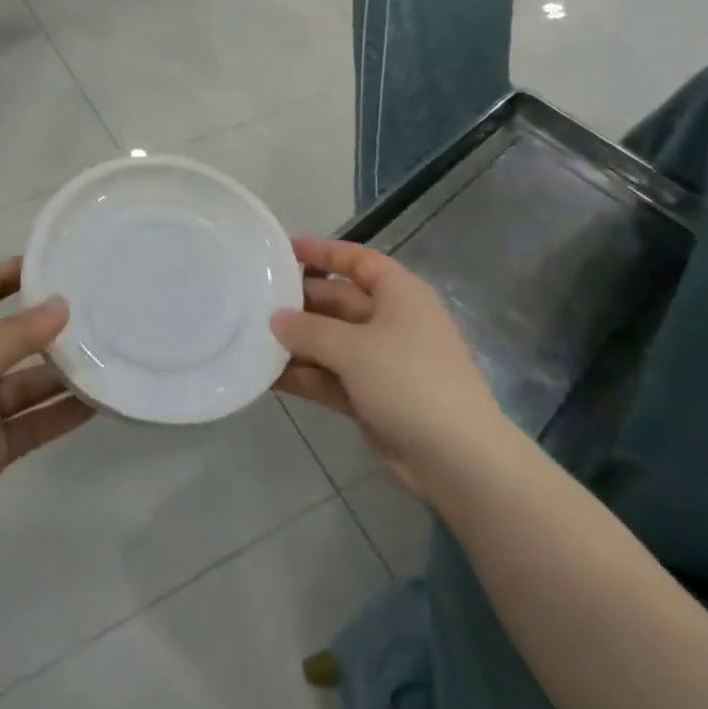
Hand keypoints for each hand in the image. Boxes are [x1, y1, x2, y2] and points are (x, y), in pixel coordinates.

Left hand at [0, 258, 90, 560]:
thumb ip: (18, 334)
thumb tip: (62, 304)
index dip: (13, 273)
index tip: (57, 261)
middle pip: (14, 337)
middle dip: (50, 326)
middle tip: (100, 311)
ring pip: (31, 382)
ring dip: (64, 373)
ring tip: (110, 356)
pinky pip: (37, 421)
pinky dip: (64, 412)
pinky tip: (100, 402)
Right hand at [272, 238, 513, 497]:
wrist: (457, 459)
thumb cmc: (409, 380)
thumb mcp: (355, 348)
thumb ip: (310, 330)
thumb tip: (276, 319)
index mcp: (399, 294)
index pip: (357, 261)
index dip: (323, 252)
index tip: (284, 249)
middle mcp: (390, 321)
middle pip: (338, 300)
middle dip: (300, 301)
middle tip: (255, 299)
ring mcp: (381, 361)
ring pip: (330, 341)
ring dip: (296, 341)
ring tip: (250, 337)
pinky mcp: (371, 396)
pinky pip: (330, 376)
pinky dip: (304, 375)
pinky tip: (267, 376)